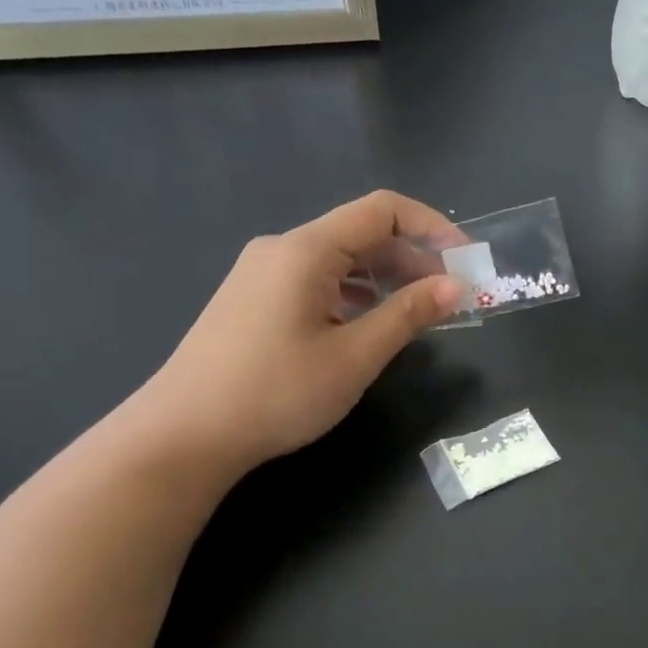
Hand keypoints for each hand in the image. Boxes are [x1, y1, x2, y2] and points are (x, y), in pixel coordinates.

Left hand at [130, 191, 463, 475]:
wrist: (181, 437)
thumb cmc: (275, 393)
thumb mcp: (354, 356)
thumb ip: (408, 315)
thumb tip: (455, 286)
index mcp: (307, 249)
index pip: (382, 210)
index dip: (432, 226)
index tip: (466, 261)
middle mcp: (282, 249)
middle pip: (361, 234)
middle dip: (413, 258)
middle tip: (450, 297)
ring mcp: (262, 273)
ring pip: (339, 260)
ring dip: (385, 279)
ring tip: (417, 315)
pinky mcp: (253, 299)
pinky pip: (316, 281)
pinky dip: (354, 295)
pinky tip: (369, 327)